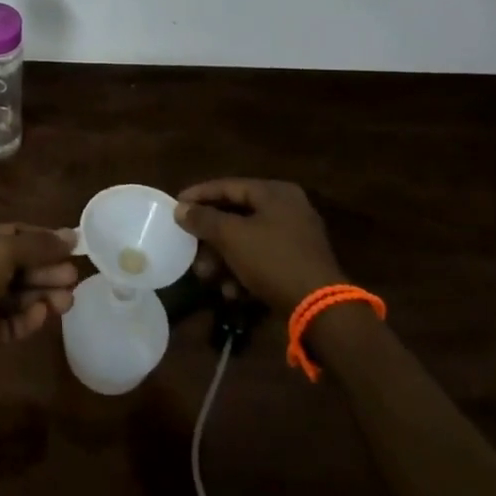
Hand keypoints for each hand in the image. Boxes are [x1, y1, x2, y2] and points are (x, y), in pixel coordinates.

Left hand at [0, 224, 77, 378]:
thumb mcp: (2, 251)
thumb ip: (37, 245)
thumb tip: (70, 235)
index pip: (17, 234)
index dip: (44, 240)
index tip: (73, 247)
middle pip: (22, 266)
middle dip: (48, 271)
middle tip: (73, 278)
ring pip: (20, 295)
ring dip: (44, 295)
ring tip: (68, 301)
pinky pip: (12, 322)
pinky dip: (28, 318)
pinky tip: (43, 315)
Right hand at [176, 178, 346, 311]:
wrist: (320, 309)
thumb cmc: (273, 260)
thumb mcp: (232, 236)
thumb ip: (203, 219)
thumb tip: (180, 209)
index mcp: (275, 193)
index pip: (228, 186)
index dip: (199, 195)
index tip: (175, 205)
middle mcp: (287, 209)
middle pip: (236, 215)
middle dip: (210, 236)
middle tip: (189, 248)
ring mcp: (295, 237)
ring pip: (247, 240)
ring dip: (223, 259)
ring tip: (207, 276)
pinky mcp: (297, 264)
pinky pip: (262, 259)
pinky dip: (243, 272)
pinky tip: (232, 292)